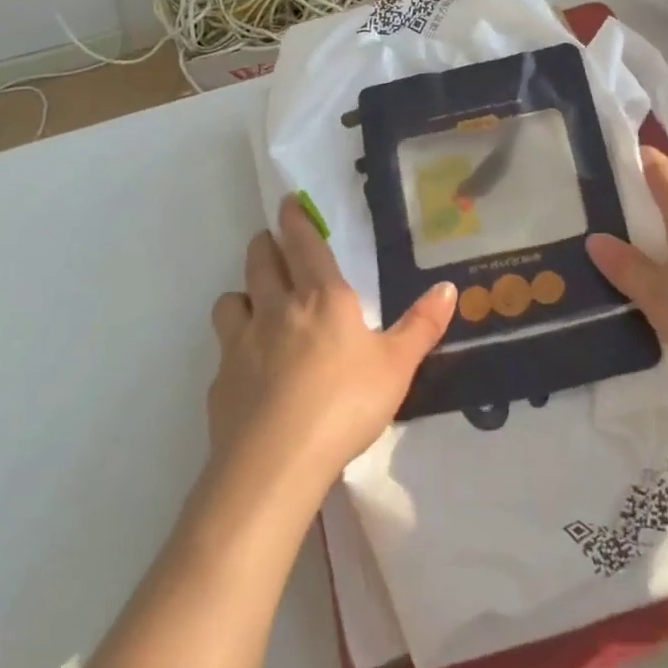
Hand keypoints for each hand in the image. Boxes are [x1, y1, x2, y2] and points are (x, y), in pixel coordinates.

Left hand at [208, 196, 456, 492]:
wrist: (275, 463)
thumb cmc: (345, 403)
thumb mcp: (396, 365)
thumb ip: (421, 325)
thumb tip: (448, 287)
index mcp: (322, 297)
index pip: (304, 244)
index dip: (295, 220)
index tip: (287, 203)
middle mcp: (277, 309)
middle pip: (261, 262)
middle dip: (264, 246)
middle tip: (268, 240)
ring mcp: (242, 343)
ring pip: (231, 300)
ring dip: (241, 292)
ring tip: (250, 299)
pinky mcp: (220, 381)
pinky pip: (222, 349)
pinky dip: (232, 346)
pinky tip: (245, 366)